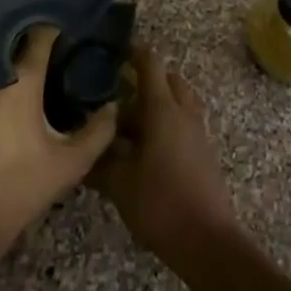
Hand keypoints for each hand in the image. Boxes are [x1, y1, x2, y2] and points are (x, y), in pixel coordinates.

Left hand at [0, 26, 115, 262]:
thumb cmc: (18, 189)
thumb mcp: (68, 165)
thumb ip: (97, 132)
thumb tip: (112, 106)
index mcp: (22, 78)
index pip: (42, 34)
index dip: (56, 30)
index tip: (67, 33)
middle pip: (12, 38)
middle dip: (28, 37)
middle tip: (45, 48)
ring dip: (3, 54)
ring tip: (18, 62)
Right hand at [93, 46, 237, 271]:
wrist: (208, 240)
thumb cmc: (161, 204)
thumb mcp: (119, 184)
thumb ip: (99, 160)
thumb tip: (82, 147)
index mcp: (163, 109)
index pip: (150, 64)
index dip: (134, 52)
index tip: (116, 49)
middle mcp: (183, 112)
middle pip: (169, 79)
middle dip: (147, 79)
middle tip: (119, 90)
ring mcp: (197, 131)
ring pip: (179, 101)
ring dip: (159, 102)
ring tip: (131, 122)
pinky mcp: (203, 151)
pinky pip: (185, 121)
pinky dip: (168, 122)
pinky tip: (147, 147)